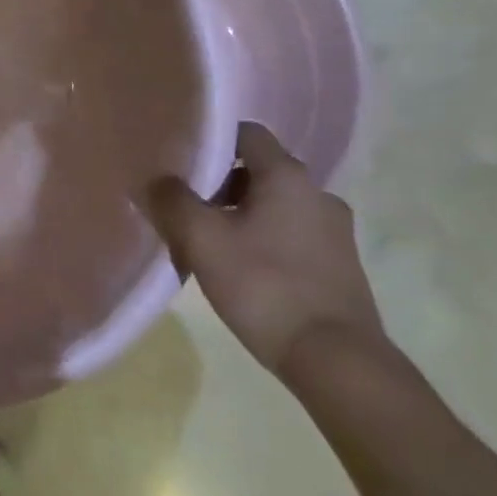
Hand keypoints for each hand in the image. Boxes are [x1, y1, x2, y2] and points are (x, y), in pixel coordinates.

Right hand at [146, 122, 382, 376]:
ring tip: (210, 241)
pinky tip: (243, 268)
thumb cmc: (264, 285)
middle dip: (220, 183)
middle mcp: (318, 193)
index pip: (246, 133)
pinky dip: (265, 240)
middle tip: (187, 205)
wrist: (337, 362)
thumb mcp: (202, 239)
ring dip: (242, 214)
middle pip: (258, 170)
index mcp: (288, 176)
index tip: (180, 160)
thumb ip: (172, 201)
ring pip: (276, 205)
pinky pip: (292, 235)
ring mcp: (336, 231)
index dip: (210, 140)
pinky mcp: (341, 266)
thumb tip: (155, 180)